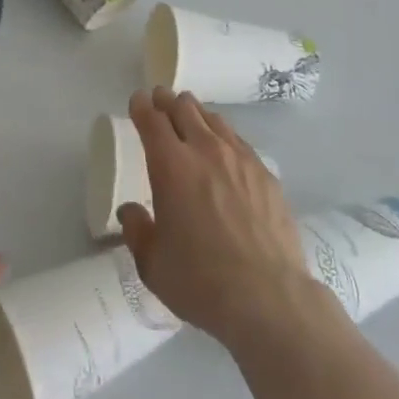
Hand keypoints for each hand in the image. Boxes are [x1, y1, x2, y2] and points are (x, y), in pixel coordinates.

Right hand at [118, 87, 324, 350]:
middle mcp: (205, 150)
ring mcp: (240, 159)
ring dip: (196, 113)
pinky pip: (239, 140)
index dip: (142, 106)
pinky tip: (225, 146)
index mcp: (171, 165)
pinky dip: (223, 134)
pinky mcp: (265, 173)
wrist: (269, 298)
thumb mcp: (153, 264)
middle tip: (161, 99)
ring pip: (214, 119)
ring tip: (190, 115)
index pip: (152, 120)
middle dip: (168, 101)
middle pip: (184, 109)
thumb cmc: (201, 281)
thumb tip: (130, 211)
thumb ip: (137, 231)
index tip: (138, 100)